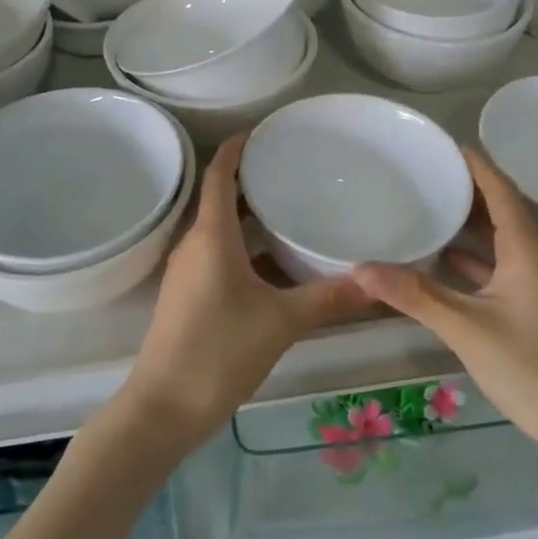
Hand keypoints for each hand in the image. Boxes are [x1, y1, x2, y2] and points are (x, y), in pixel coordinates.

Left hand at [120, 134, 371, 450]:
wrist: (163, 408)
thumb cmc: (218, 351)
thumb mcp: (280, 322)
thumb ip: (328, 298)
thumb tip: (374, 281)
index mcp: (211, 235)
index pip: (220, 173)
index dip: (237, 147)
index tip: (264, 130)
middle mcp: (194, 244)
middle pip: (221, 198)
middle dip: (252, 180)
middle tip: (292, 169)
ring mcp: (188, 272)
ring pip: (220, 229)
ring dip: (250, 216)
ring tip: (291, 209)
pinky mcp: (189, 296)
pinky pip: (218, 255)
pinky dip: (245, 247)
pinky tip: (276, 264)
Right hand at [351, 149, 537, 468]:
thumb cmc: (532, 369)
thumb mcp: (466, 328)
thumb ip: (415, 295)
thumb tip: (360, 266)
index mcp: (526, 247)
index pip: (499, 188)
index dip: (473, 162)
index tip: (439, 142)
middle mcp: (533, 255)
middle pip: (499, 206)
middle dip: (465, 185)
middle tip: (422, 169)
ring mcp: (534, 282)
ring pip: (497, 235)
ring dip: (467, 219)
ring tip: (426, 203)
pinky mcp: (529, 304)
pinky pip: (496, 262)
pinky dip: (469, 253)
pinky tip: (440, 257)